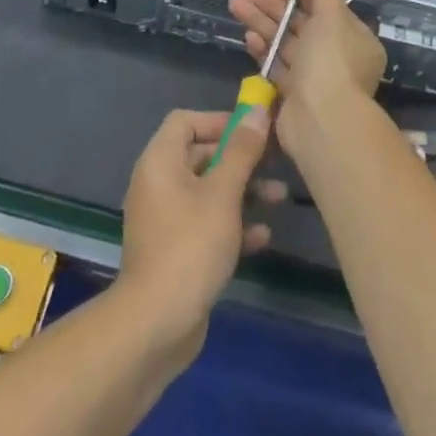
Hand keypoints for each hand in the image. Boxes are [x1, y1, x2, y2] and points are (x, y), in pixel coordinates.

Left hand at [116, 108, 273, 373]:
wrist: (156, 324)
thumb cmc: (191, 246)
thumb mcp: (223, 193)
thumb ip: (242, 151)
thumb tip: (256, 111)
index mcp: (160, 162)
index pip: (185, 121)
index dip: (219, 120)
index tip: (252, 129)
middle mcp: (158, 184)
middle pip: (201, 155)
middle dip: (239, 158)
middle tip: (275, 162)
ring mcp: (165, 219)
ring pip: (208, 192)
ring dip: (243, 191)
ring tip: (279, 198)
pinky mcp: (175, 250)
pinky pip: (206, 224)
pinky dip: (232, 224)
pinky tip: (262, 236)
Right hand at [228, 0, 385, 164]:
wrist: (320, 120)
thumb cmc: (330, 61)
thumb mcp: (333, 15)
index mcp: (355, 39)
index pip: (325, 7)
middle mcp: (336, 57)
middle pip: (301, 23)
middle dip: (274, 5)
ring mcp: (314, 77)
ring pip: (285, 42)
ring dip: (261, 21)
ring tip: (235, 4)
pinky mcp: (293, 94)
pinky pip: (276, 65)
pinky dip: (262, 49)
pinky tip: (247, 36)